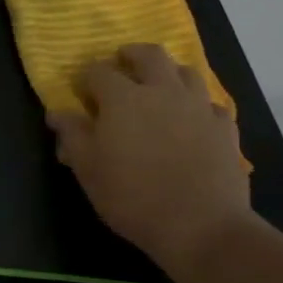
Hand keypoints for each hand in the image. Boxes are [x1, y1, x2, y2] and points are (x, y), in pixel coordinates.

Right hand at [46, 43, 251, 277]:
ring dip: (169, 72)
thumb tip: (57, 113)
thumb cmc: (132, 196)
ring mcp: (198, 107)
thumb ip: (71, 135)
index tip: (81, 91)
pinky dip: (198, 104)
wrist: (202, 227)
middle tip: (122, 64)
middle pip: (150, 55)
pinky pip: (211, 103)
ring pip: (186, 72)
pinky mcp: (225, 128)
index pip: (98, 71)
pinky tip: (192, 119)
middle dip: (132, 55)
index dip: (87, 78)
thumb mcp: (87, 169)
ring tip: (159, 87)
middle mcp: (162, 91)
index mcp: (123, 98)